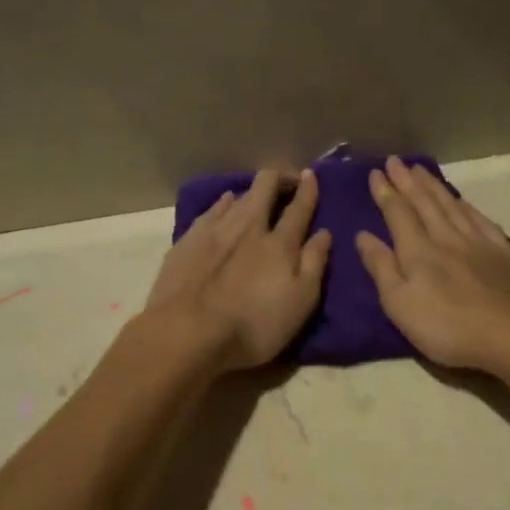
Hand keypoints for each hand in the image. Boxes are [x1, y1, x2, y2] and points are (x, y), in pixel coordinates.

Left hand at [145, 168, 331, 370]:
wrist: (186, 333)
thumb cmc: (253, 325)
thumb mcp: (299, 303)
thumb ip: (314, 264)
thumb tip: (324, 232)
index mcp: (279, 243)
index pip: (299, 207)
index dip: (307, 189)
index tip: (311, 176)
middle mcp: (248, 226)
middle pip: (265, 187)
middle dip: (279, 178)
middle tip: (287, 182)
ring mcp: (214, 230)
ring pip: (238, 195)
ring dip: (252, 191)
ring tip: (258, 195)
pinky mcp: (188, 240)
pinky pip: (212, 209)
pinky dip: (224, 203)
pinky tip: (225, 204)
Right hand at [355, 157, 509, 372]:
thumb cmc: (448, 327)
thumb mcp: (400, 305)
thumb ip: (381, 268)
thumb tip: (362, 236)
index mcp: (417, 251)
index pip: (397, 213)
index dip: (385, 192)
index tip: (375, 172)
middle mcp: (446, 237)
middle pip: (424, 202)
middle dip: (407, 181)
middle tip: (395, 160)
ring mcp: (477, 242)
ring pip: (450, 205)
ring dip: (433, 186)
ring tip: (421, 170)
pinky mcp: (502, 251)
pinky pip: (479, 219)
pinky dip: (465, 205)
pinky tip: (461, 200)